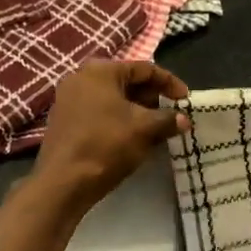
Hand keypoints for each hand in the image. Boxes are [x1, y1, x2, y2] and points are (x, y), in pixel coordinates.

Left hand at [33, 61, 188, 208]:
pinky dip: (119, 120)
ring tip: (155, 129)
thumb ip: (168, 120)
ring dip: (137, 111)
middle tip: (170, 115)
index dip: (169, 82)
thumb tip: (184, 120)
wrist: (64, 181)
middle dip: (152, 98)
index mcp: (101, 71)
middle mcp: (81, 77)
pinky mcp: (65, 120)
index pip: (144, 69)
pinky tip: (131, 138)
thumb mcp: (145, 130)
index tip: (186, 99)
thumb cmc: (107, 145)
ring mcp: (69, 99)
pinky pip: (99, 112)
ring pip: (113, 99)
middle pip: (127, 82)